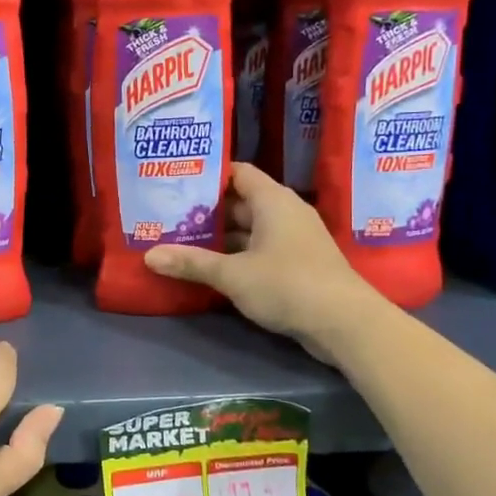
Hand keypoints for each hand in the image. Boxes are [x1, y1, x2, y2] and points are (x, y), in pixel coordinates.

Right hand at [143, 162, 376, 359]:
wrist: (346, 323)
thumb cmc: (288, 284)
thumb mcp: (233, 275)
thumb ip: (192, 263)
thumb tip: (150, 256)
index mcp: (273, 201)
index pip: (238, 172)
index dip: (209, 174)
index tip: (177, 181)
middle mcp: (286, 212)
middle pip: (241, 201)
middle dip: (208, 209)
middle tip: (170, 214)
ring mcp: (295, 239)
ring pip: (251, 228)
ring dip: (222, 236)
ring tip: (182, 239)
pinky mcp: (299, 264)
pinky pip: (261, 249)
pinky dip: (238, 254)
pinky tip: (212, 266)